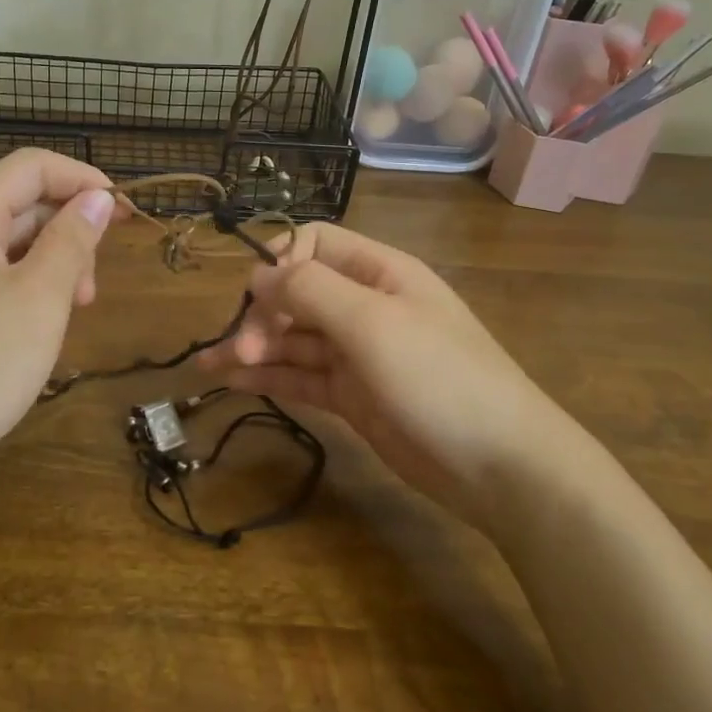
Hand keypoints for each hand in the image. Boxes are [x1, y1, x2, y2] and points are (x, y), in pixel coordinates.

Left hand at [0, 149, 120, 464]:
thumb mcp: (40, 298)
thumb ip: (72, 240)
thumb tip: (97, 197)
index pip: (31, 167)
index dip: (82, 178)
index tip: (124, 213)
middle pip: (21, 204)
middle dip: (70, 229)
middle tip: (94, 285)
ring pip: (12, 245)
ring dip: (54, 264)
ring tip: (77, 309)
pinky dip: (31, 290)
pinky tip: (47, 326)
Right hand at [197, 223, 578, 521]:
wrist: (502, 467)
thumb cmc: (439, 378)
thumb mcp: (372, 323)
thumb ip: (310, 290)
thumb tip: (258, 275)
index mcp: (379, 273)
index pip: (314, 244)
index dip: (281, 262)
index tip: (260, 300)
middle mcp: (366, 306)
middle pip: (297, 294)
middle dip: (262, 315)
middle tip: (240, 349)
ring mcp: (359, 354)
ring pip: (294, 339)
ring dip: (254, 348)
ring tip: (210, 366)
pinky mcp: (353, 396)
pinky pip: (302, 376)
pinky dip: (268, 377)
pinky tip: (232, 381)